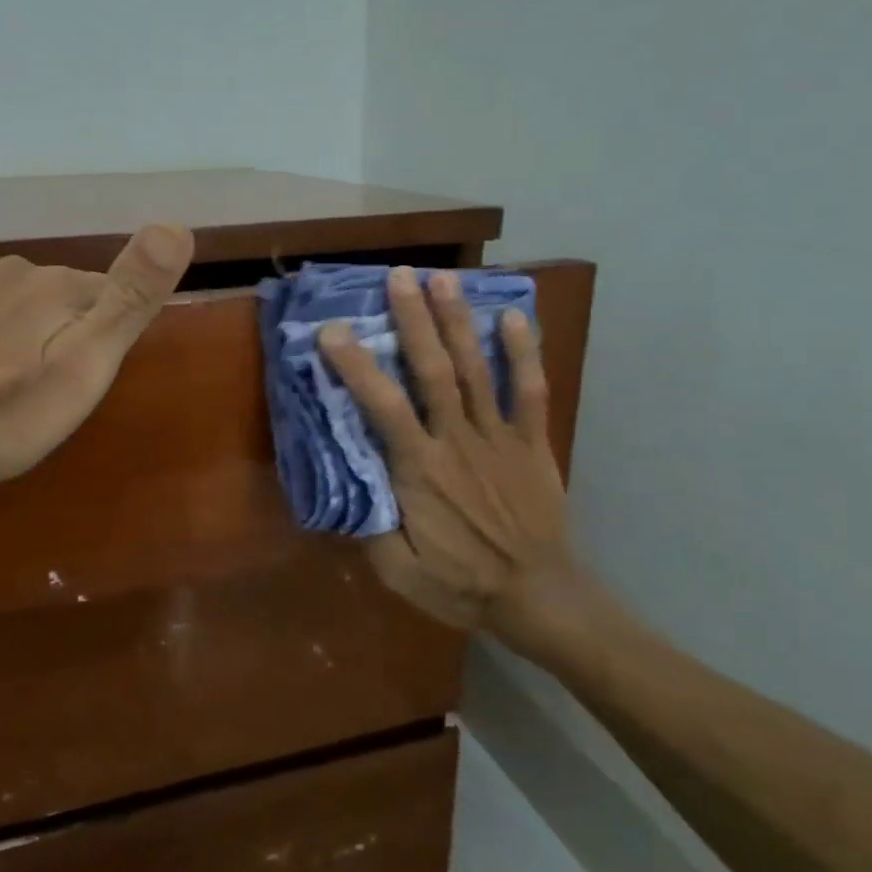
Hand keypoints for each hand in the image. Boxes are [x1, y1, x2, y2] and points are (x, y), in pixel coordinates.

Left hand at [0, 224, 193, 494]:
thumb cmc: (4, 405)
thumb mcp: (86, 361)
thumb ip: (131, 297)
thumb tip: (177, 226)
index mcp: (59, 284)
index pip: (112, 295)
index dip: (114, 337)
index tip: (100, 378)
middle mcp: (16, 274)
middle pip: (70, 301)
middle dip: (75, 339)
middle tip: (62, 395)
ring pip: (26, 310)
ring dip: (34, 342)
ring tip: (23, 393)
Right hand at [316, 267, 620, 663]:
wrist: (538, 596)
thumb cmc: (462, 583)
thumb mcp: (399, 572)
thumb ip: (370, 529)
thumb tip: (344, 488)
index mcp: (420, 469)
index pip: (382, 406)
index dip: (357, 366)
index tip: (334, 331)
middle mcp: (457, 441)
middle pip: (433, 370)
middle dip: (414, 320)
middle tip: (400, 276)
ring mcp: (498, 437)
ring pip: (476, 369)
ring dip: (459, 322)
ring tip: (444, 279)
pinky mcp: (531, 442)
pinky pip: (530, 391)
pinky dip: (524, 353)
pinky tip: (513, 316)